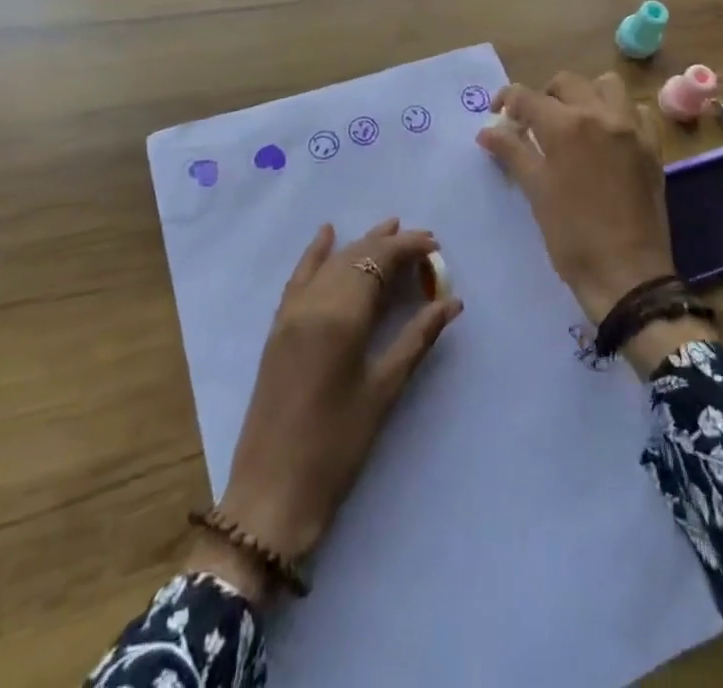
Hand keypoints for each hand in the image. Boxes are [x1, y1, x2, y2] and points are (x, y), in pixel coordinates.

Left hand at [191, 219, 462, 602]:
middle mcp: (313, 302)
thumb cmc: (336, 447)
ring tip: (388, 228)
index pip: (378, 261)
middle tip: (422, 242)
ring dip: (360, 245)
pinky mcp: (278, 327)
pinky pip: (300, 277)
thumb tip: (451, 301)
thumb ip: (417, 339)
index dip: (407, 248)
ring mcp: (291, 313)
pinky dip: (316, 253)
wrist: (271, 493)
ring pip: (330, 263)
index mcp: (340, 316)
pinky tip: (327, 234)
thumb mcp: (383, 392)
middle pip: (355, 257)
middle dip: (389, 244)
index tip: (434, 244)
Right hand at [477, 71, 678, 326]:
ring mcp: (631, 128)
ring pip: (606, 86)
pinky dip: (619, 113)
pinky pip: (636, 111)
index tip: (498, 114)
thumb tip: (487, 131)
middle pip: (567, 82)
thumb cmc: (572, 235)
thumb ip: (512, 152)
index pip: (527, 96)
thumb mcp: (535, 191)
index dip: (506, 100)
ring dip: (585, 95)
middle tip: (534, 123)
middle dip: (544, 96)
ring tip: (574, 123)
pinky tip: (607, 137)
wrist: (627, 274)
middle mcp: (601, 115)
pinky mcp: (652, 146)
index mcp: (566, 126)